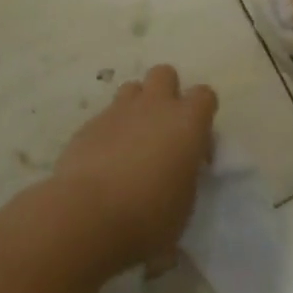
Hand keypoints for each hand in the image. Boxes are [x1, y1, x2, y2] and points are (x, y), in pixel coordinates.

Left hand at [51, 65, 217, 272]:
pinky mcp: (90, 123)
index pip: (204, 95)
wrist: (87, 215)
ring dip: (137, 107)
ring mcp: (119, 110)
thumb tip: (177, 174)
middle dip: (167, 93)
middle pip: (165, 73)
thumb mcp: (183, 206)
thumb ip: (185, 177)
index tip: (196, 147)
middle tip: (163, 130)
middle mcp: (154, 106)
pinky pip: (106, 115)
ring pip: (132, 88)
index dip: (202, 115)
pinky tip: (104, 160)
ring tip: (132, 142)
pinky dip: (110, 130)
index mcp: (186, 123)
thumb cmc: (148, 218)